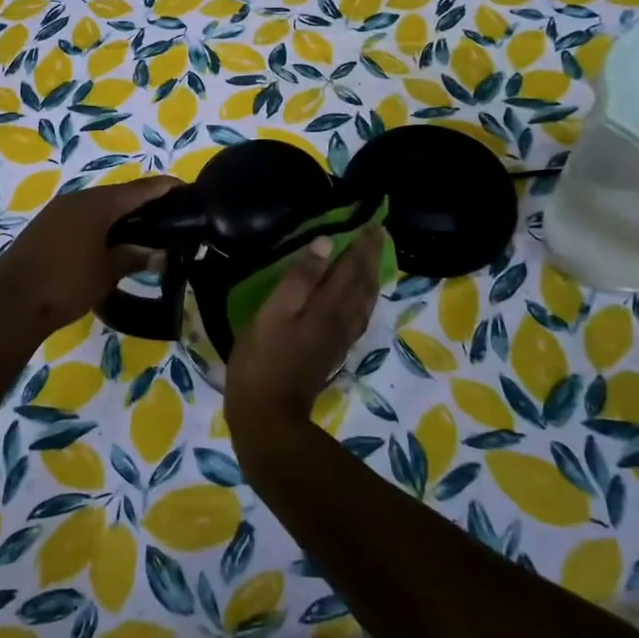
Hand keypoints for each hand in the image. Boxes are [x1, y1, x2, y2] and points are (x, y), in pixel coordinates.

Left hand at [0, 175, 180, 340]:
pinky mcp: (44, 227)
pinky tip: (109, 241)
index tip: (186, 188)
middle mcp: (77, 199)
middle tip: (167, 215)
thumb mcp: (106, 273)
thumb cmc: (65, 284)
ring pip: (97, 206)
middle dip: (143, 202)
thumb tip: (158, 253)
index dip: (164, 187)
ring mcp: (57, 211)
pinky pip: (81, 217)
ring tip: (143, 229)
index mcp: (97, 204)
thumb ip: (133, 257)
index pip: (140, 189)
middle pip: (118, 194)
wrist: (10, 303)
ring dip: (119, 215)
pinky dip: (100, 224)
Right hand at [224, 225, 383, 451]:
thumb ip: (299, 278)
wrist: (268, 416)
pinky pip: (359, 316)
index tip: (370, 222)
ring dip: (371, 277)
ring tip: (371, 259)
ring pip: (365, 301)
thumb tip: (325, 242)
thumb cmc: (262, 360)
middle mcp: (342, 320)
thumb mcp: (272, 313)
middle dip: (371, 257)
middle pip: (364, 283)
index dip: (362, 244)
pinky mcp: (333, 352)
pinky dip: (364, 299)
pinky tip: (358, 299)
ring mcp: (340, 339)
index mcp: (327, 307)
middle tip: (376, 233)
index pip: (352, 267)